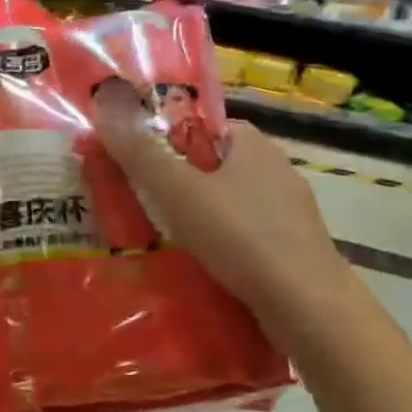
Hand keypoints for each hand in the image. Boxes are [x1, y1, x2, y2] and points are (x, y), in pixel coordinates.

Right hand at [90, 83, 348, 317]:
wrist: (308, 307)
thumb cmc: (241, 236)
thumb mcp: (179, 191)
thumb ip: (141, 153)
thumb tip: (103, 105)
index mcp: (251, 142)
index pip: (197, 126)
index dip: (161, 140)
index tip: (132, 164)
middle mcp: (274, 167)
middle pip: (208, 165)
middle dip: (174, 182)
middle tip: (136, 203)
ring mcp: (288, 209)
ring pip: (226, 202)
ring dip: (195, 216)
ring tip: (158, 238)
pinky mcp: (291, 246)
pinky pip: (242, 233)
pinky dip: (218, 243)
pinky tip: (198, 263)